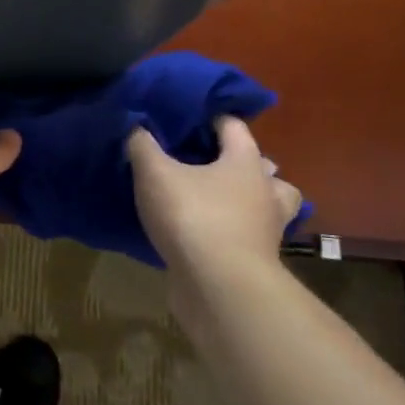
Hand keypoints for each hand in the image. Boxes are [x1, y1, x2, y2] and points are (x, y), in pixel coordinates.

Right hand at [127, 117, 300, 283]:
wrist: (219, 285)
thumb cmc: (193, 216)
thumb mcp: (154, 173)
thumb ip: (143, 146)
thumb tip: (136, 127)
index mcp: (245, 161)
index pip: (234, 127)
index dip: (212, 119)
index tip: (188, 119)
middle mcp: (265, 190)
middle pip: (263, 167)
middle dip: (239, 162)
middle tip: (207, 162)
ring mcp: (267, 228)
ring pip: (268, 204)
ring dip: (250, 199)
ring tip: (219, 200)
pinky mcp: (257, 259)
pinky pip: (250, 235)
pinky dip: (235, 230)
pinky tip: (208, 233)